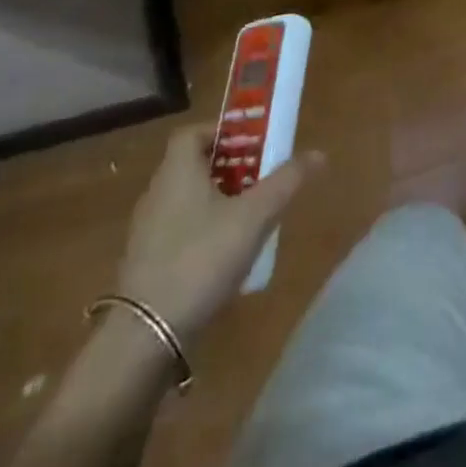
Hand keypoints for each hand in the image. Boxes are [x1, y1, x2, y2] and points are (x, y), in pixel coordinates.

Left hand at [116, 124, 324, 340]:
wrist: (146, 334)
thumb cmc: (201, 259)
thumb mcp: (254, 217)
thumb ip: (286, 182)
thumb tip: (319, 153)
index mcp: (177, 172)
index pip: (193, 133)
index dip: (223, 132)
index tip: (254, 143)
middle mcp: (157, 193)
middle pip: (194, 165)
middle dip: (231, 167)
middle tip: (264, 178)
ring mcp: (148, 230)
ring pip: (189, 199)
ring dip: (220, 200)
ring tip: (254, 216)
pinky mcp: (148, 263)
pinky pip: (181, 230)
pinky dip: (206, 230)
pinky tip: (229, 255)